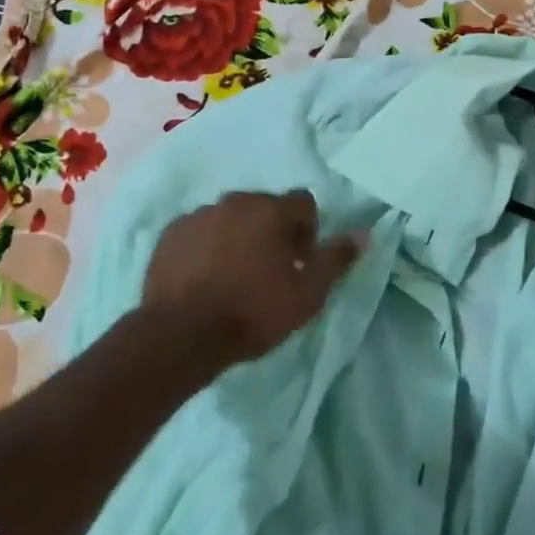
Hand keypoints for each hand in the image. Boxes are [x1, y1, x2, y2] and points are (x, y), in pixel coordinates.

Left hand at [141, 190, 360, 366]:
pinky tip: (204, 276)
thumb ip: (336, 259)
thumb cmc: (253, 313)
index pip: (303, 202)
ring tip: (233, 275)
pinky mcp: (171, 232)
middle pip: (265, 207)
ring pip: (230, 217)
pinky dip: (206, 245)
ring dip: (238, 236)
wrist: (182, 334)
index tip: (299, 261)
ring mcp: (199, 214)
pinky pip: (199, 230)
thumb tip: (363, 234)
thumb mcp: (308, 295)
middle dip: (271, 230)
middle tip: (268, 270)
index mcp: (272, 211)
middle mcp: (236, 201)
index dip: (307, 230)